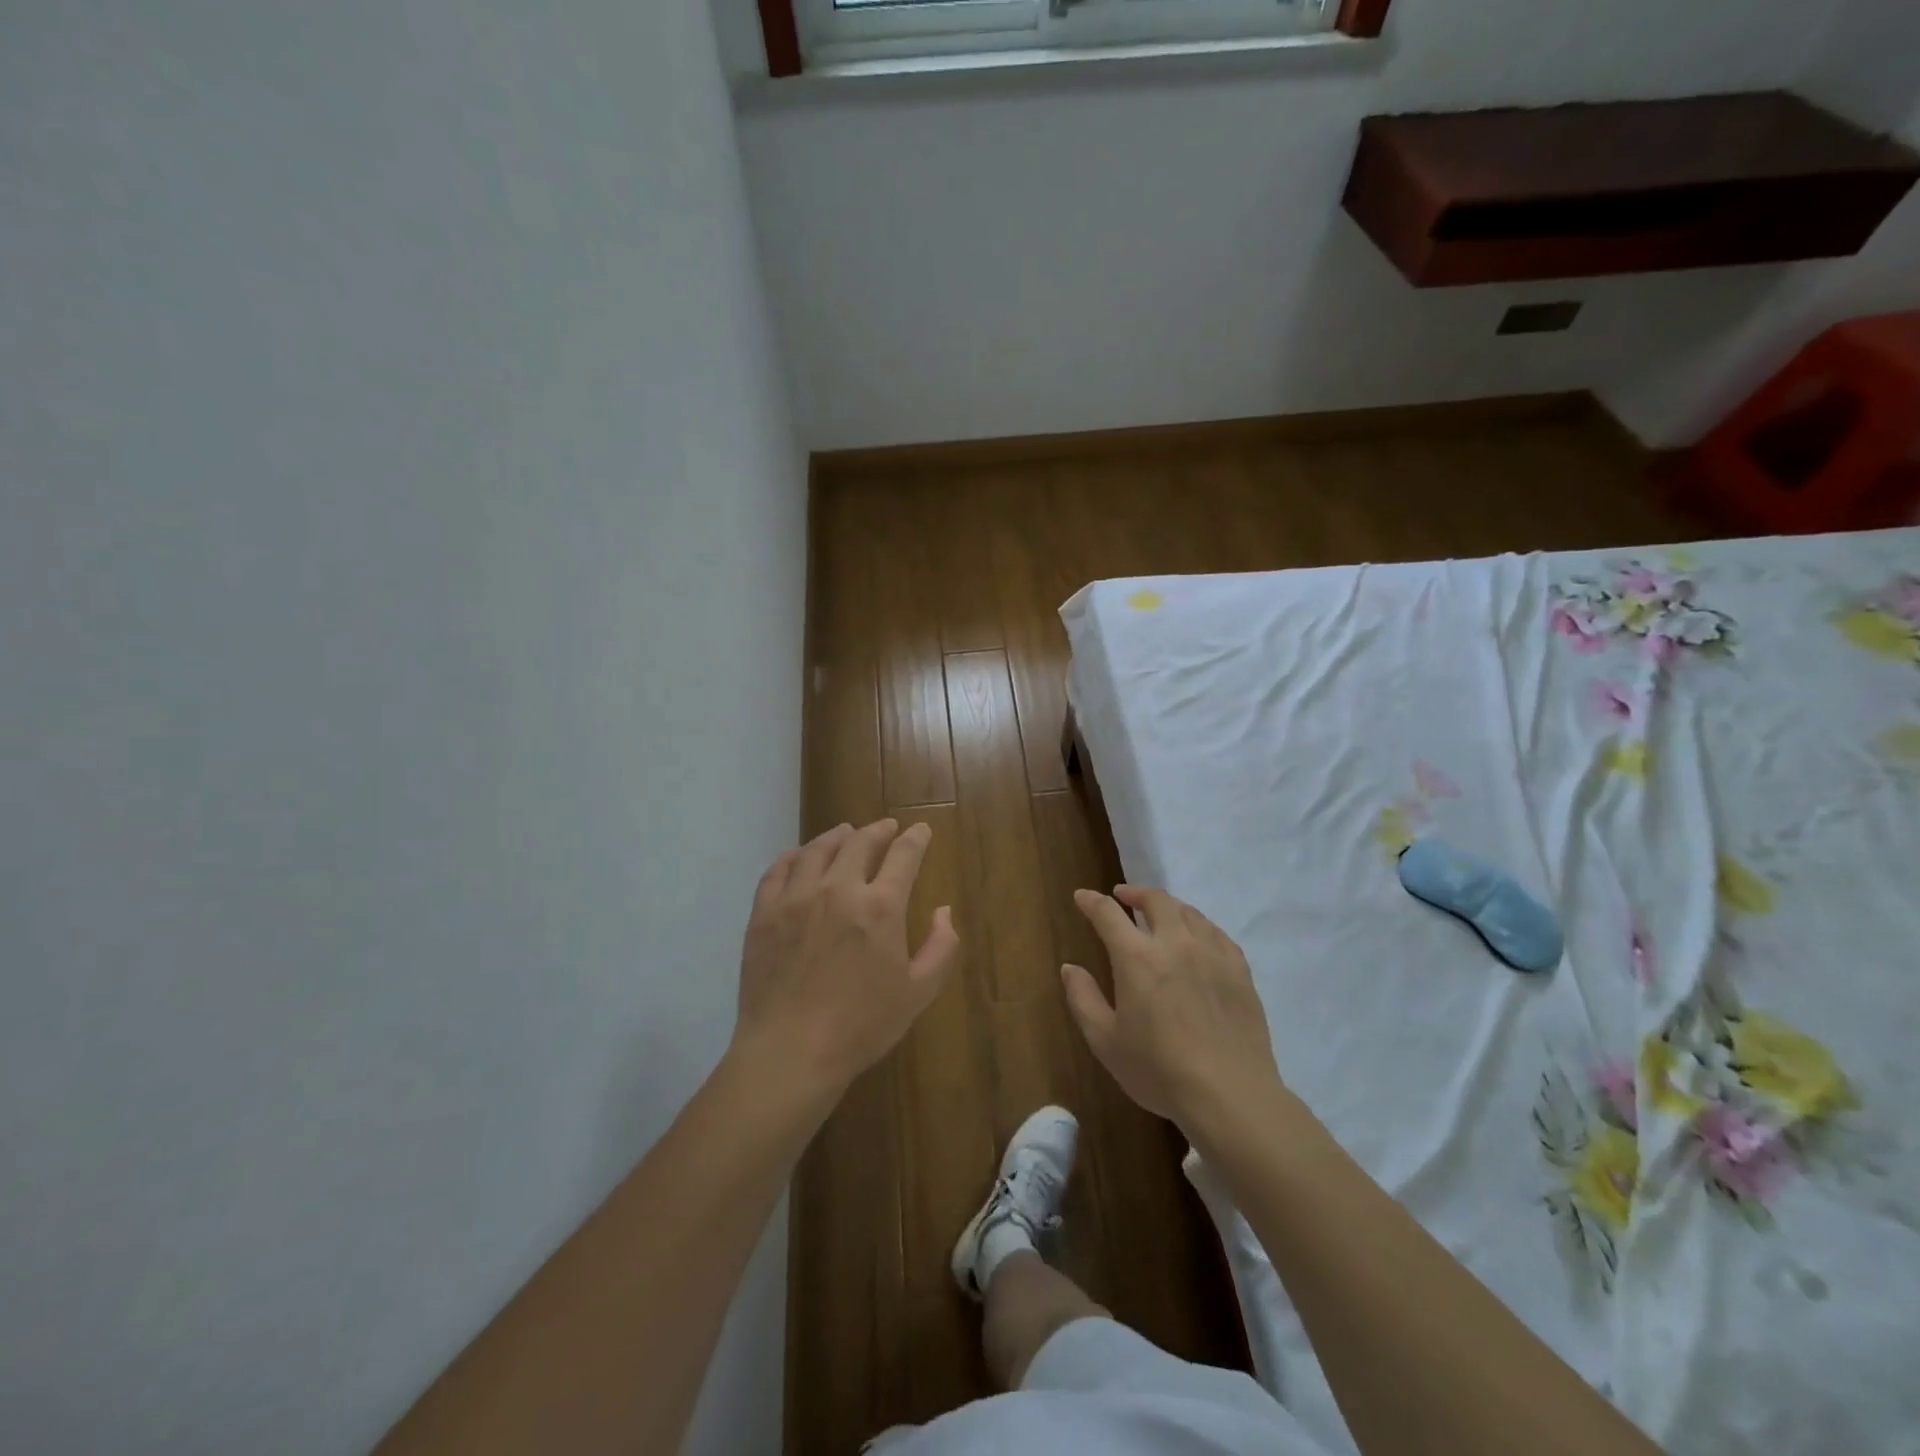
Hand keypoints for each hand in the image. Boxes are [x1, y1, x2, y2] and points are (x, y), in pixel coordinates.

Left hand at [733, 819, 959, 1101]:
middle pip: (859, 842)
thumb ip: (940, 947)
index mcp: (880, 907)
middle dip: (878, 830)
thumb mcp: (918, 993)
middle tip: (885, 827)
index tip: (921, 830)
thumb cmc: (861, 1026)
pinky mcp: (763, 913)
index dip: (915, 839)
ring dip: (836, 836)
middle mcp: (838, 889)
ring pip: (817, 850)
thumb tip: (944, 911)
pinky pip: (777, 871)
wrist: (791, 1052)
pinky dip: (792, 857)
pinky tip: (798, 856)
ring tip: (844, 832)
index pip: (903, 855)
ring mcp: (796, 898)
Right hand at [1062, 885, 1282, 1136]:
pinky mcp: (1239, 970)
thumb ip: (1083, 999)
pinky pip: (1217, 933)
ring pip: (1188, 912)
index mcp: (1137, 958)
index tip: (1082, 896)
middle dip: (1134, 893)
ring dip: (1168, 906)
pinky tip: (1197, 938)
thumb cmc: (1159, 1071)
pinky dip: (1199, 926)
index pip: (1108, 914)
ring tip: (1159, 915)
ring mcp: (1212, 953)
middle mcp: (1175, 944)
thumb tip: (1070, 968)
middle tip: (1123, 897)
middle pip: (1155, 900)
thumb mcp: (1106, 1042)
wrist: (1231, 1095)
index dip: (1091, 901)